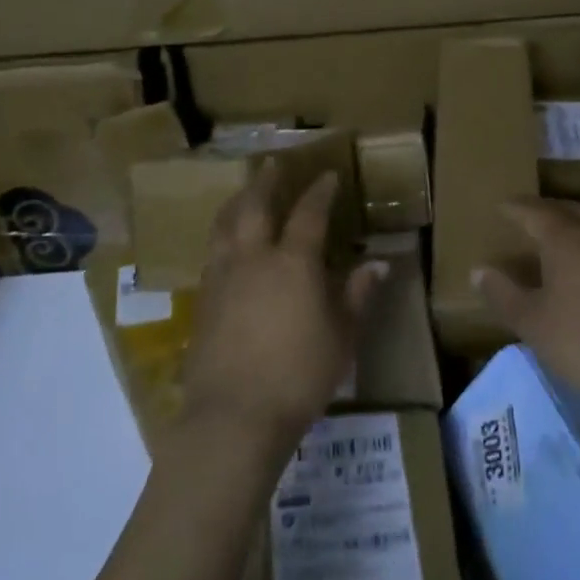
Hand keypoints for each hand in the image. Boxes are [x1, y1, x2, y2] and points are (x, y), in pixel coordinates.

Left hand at [180, 161, 388, 456]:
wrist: (234, 415)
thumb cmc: (299, 376)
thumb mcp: (342, 338)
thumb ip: (357, 296)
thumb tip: (377, 264)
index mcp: (293, 262)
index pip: (309, 213)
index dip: (319, 191)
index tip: (328, 176)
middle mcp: (253, 258)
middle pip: (254, 205)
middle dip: (265, 181)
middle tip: (272, 164)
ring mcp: (222, 277)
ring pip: (225, 225)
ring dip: (237, 202)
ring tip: (243, 193)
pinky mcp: (202, 300)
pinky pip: (213, 252)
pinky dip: (223, 236)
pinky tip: (227, 245)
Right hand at [475, 199, 579, 435]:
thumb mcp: (532, 323)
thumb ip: (503, 294)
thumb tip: (479, 270)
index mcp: (567, 238)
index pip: (535, 212)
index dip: (515, 208)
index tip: (499, 207)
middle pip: (569, 210)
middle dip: (546, 209)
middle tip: (526, 215)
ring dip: (572, 224)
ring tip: (553, 238)